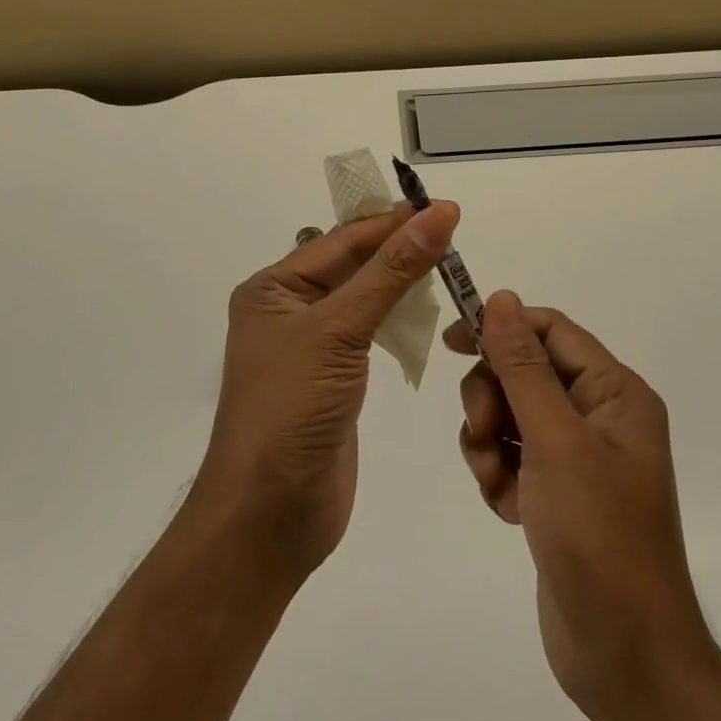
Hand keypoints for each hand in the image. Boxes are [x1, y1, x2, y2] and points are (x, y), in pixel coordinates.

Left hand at [195, 200, 459, 585]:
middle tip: (451, 230)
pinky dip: (398, 319)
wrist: (270, 515)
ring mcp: (312, 347)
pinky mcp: (334, 379)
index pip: (341, 241)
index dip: (390, 222)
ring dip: (401, 282)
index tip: (440, 206)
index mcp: (273, 289)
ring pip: (364, 298)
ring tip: (447, 263)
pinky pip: (369, 334)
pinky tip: (426, 311)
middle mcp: (289, 311)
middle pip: (352, 265)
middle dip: (398, 248)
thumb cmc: (291, 408)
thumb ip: (391, 271)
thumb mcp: (339, 329)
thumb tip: (436, 214)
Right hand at [449, 292, 712, 720]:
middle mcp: (599, 416)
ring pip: (511, 415)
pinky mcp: (557, 493)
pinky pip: (511, 457)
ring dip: (489, 442)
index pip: (551, 331)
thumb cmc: (598, 537)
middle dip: (493, 398)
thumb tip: (501, 297)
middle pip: (525, 371)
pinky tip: (506, 509)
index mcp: (615, 393)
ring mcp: (578, 457)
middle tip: (484, 434)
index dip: (502, 327)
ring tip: (495, 483)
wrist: (625, 658)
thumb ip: (523, 366)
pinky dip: (498, 475)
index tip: (453, 342)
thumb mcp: (555, 442)